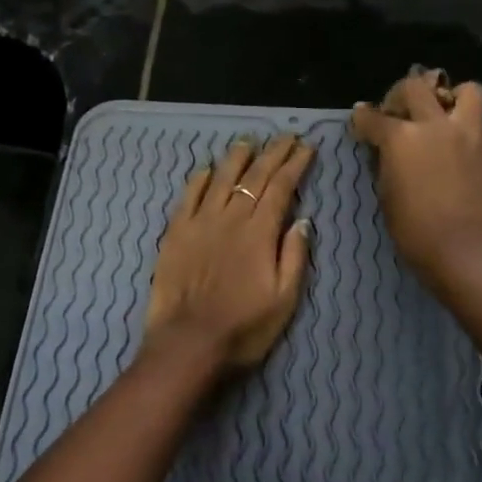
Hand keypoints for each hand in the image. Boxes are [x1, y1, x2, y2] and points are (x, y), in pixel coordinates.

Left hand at [142, 134, 314, 378]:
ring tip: (248, 141)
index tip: (306, 147)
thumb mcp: (284, 300)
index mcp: (259, 233)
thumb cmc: (243, 328)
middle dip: (273, 153)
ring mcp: (199, 222)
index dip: (295, 165)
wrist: (187, 344)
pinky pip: (188, 196)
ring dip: (237, 157)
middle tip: (285, 136)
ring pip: (220, 178)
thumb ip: (294, 256)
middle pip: (254, 176)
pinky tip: (207, 169)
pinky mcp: (175, 233)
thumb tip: (303, 219)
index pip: (281, 188)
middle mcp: (230, 218)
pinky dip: (199, 179)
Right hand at [351, 71, 481, 290]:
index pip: (373, 117)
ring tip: (443, 116)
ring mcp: (469, 136)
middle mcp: (436, 126)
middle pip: (415, 87)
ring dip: (453, 97)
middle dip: (400, 93)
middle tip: (398, 112)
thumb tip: (383, 149)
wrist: (463, 254)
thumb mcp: (386, 194)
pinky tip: (465, 152)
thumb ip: (385, 163)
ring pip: (468, 91)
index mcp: (402, 137)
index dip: (362, 118)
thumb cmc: (413, 230)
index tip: (359, 120)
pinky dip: (476, 137)